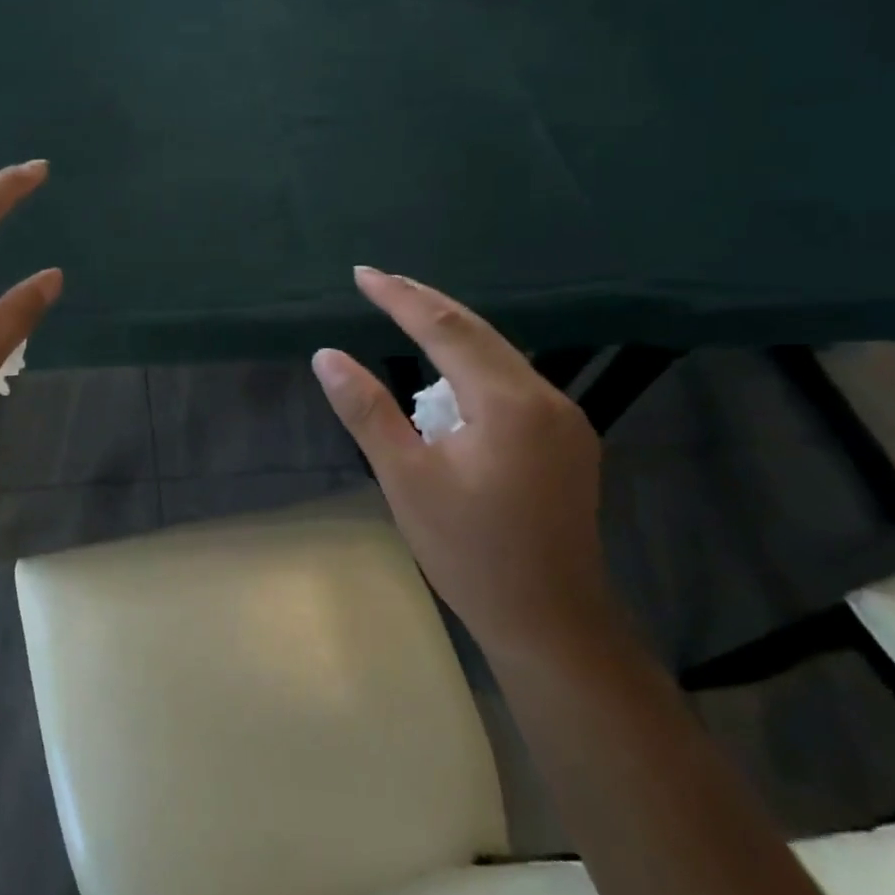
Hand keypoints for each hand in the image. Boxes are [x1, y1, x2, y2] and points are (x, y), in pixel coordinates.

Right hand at [311, 268, 618, 658]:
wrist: (550, 620)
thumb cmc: (469, 552)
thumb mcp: (406, 479)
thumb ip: (367, 411)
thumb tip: (327, 356)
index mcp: (508, 403)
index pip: (446, 330)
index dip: (400, 297)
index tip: (361, 274)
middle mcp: (546, 398)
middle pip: (479, 332)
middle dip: (426, 303)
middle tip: (379, 281)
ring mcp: (564, 419)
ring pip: (499, 356)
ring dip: (451, 334)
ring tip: (405, 316)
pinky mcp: (567, 440)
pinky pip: (512, 382)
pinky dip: (473, 366)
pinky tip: (448, 376)